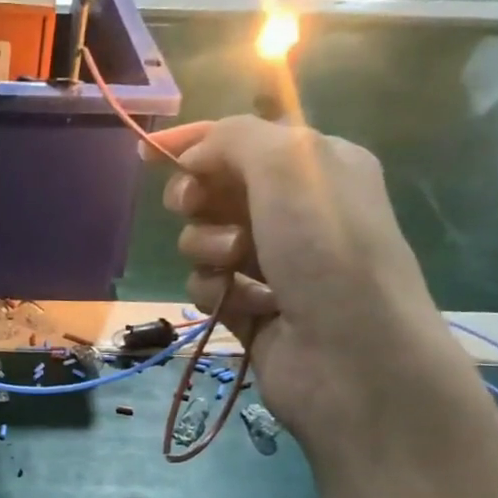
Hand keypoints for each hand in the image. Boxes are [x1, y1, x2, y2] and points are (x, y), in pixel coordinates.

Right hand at [146, 116, 473, 456]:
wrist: (351, 356)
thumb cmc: (326, 249)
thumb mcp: (288, 167)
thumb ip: (235, 140)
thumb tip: (195, 156)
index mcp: (317, 167)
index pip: (244, 142)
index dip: (195, 143)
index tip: (147, 155)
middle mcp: (296, 214)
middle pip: (218, 193)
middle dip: (198, 199)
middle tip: (190, 207)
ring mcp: (274, 267)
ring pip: (206, 244)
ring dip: (207, 249)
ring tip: (232, 264)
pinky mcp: (252, 312)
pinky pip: (209, 289)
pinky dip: (215, 292)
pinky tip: (236, 303)